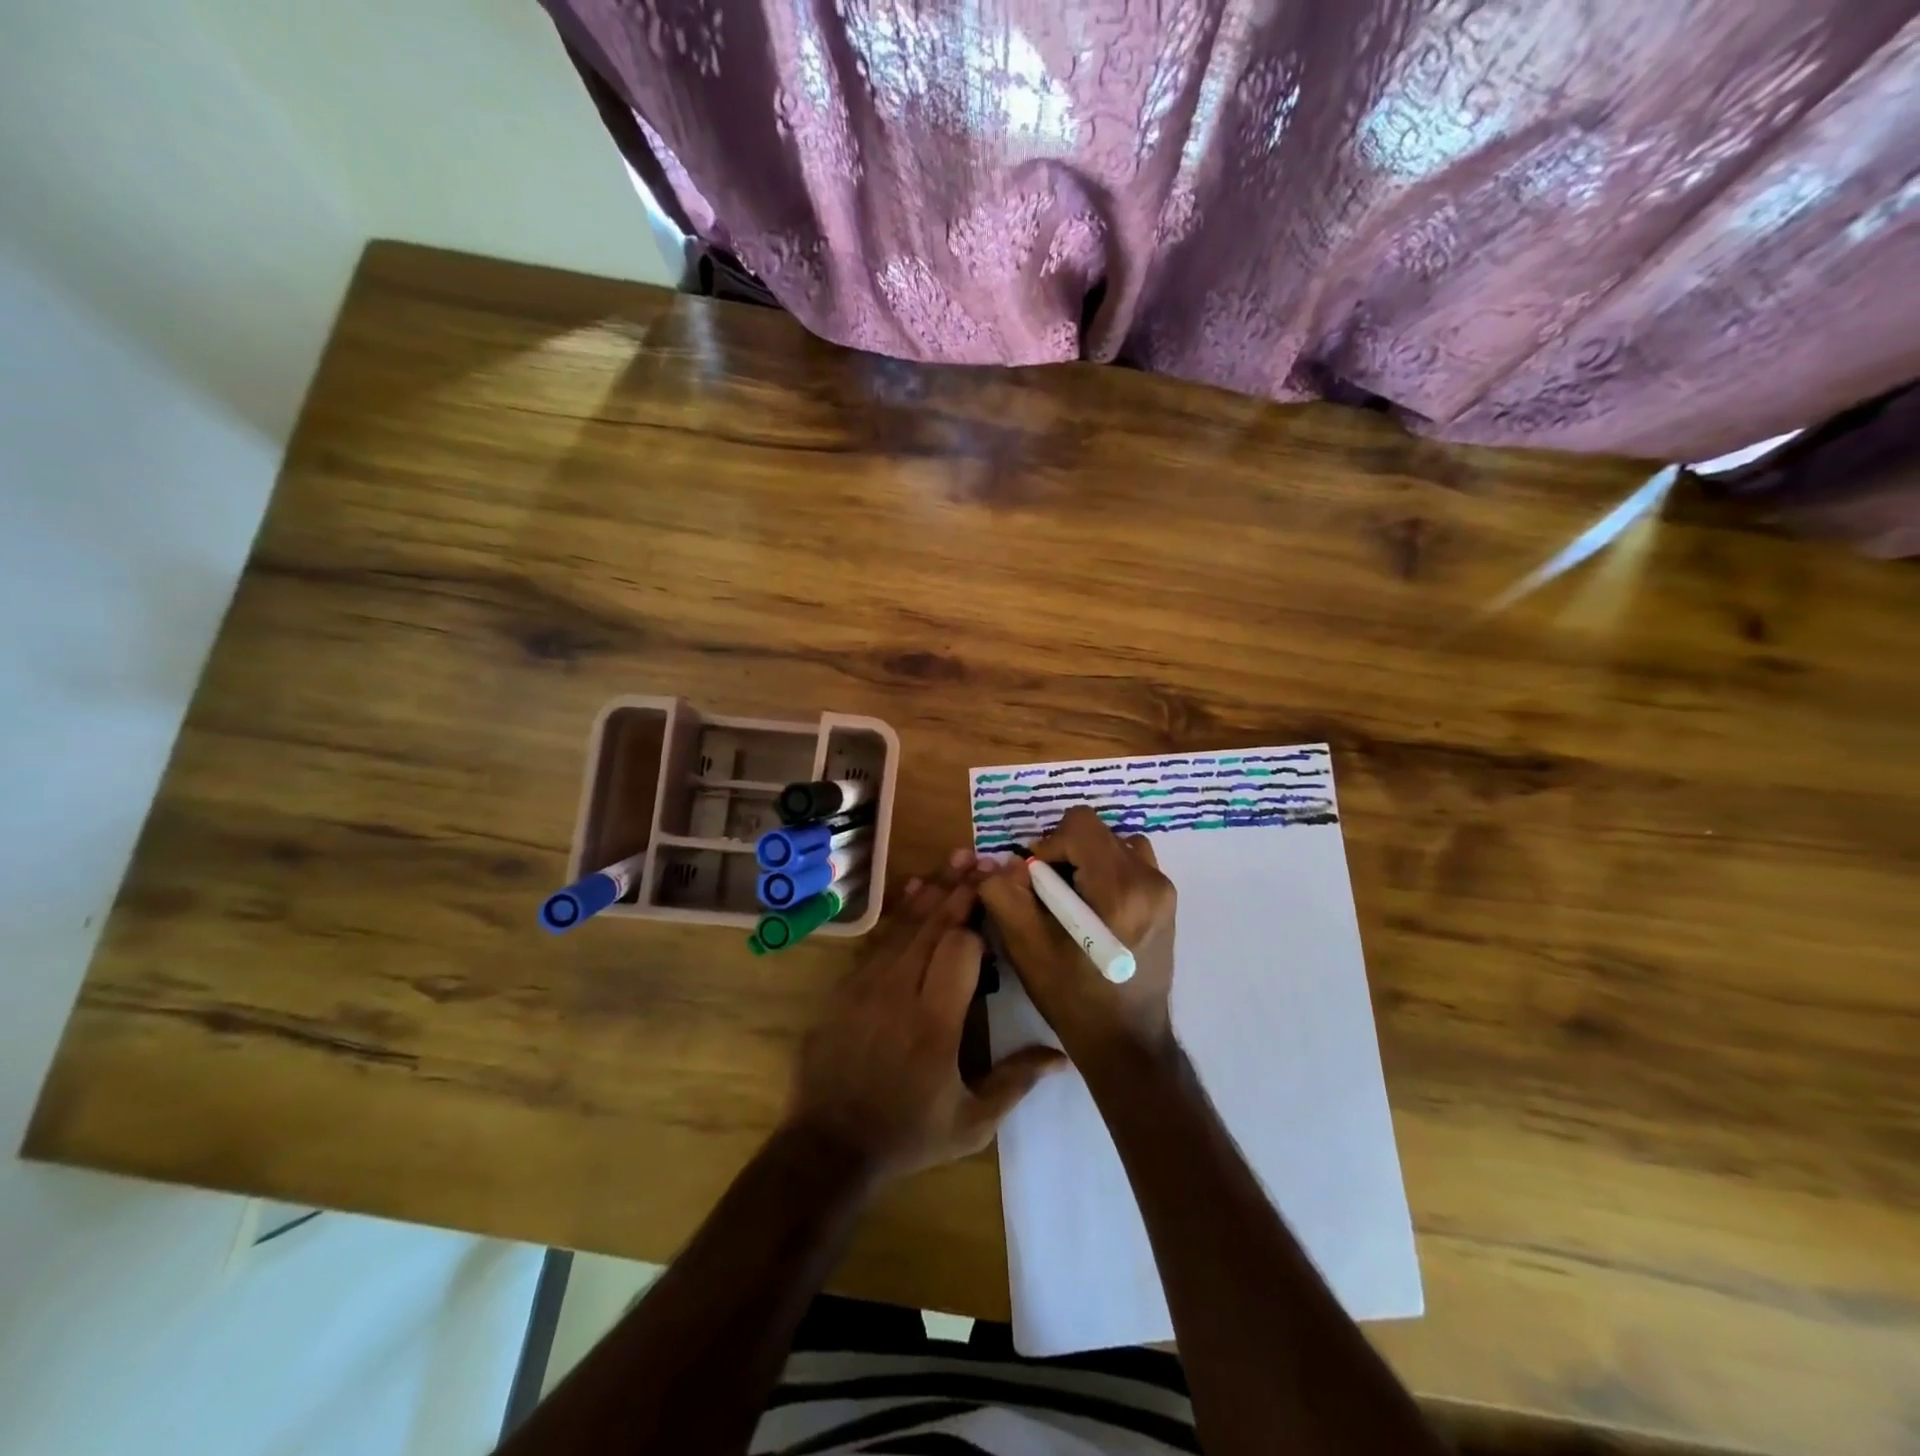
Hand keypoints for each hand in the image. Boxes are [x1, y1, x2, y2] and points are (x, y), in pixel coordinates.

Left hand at [783, 850, 1066, 1181]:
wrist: (829, 1146)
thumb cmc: (908, 1134)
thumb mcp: (971, 1123)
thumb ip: (1016, 1082)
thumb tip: (1062, 1055)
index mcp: (935, 1024)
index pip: (959, 950)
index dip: (979, 923)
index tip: (998, 901)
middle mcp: (899, 992)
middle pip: (934, 926)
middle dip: (962, 889)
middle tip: (985, 859)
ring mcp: (866, 985)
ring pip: (905, 924)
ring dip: (934, 889)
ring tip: (958, 857)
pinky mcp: (845, 986)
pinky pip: (878, 938)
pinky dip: (899, 911)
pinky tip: (914, 888)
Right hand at [978, 806, 1177, 1063]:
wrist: (1127, 1042)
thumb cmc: (1073, 998)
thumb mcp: (1027, 947)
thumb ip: (1004, 893)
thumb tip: (997, 861)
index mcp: (1120, 888)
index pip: (1079, 823)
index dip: (1048, 844)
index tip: (1036, 882)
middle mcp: (1150, 879)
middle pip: (1096, 832)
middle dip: (1065, 855)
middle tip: (1049, 896)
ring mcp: (1165, 889)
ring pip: (1114, 844)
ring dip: (1086, 861)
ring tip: (1072, 901)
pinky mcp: (1168, 901)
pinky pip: (1131, 863)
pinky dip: (1106, 873)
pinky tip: (1094, 912)